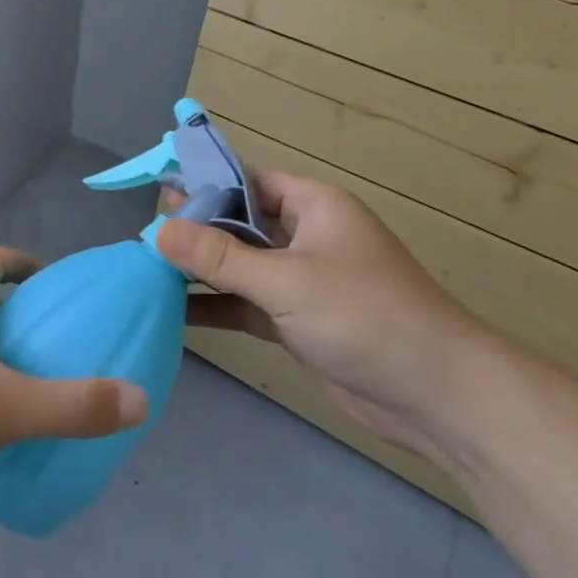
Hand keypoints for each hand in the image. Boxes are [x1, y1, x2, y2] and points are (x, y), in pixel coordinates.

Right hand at [155, 172, 488, 455]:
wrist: (436, 395)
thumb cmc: (364, 316)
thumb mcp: (285, 280)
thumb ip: (218, 256)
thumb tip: (156, 230)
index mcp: (313, 206)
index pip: (248, 182)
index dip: (203, 186)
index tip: (156, 197)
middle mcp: (306, 236)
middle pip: (239, 224)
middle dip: (195, 231)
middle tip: (141, 237)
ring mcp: (302, 280)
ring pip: (240, 265)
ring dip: (201, 270)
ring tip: (146, 271)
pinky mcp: (298, 320)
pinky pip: (247, 302)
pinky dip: (216, 304)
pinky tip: (173, 310)